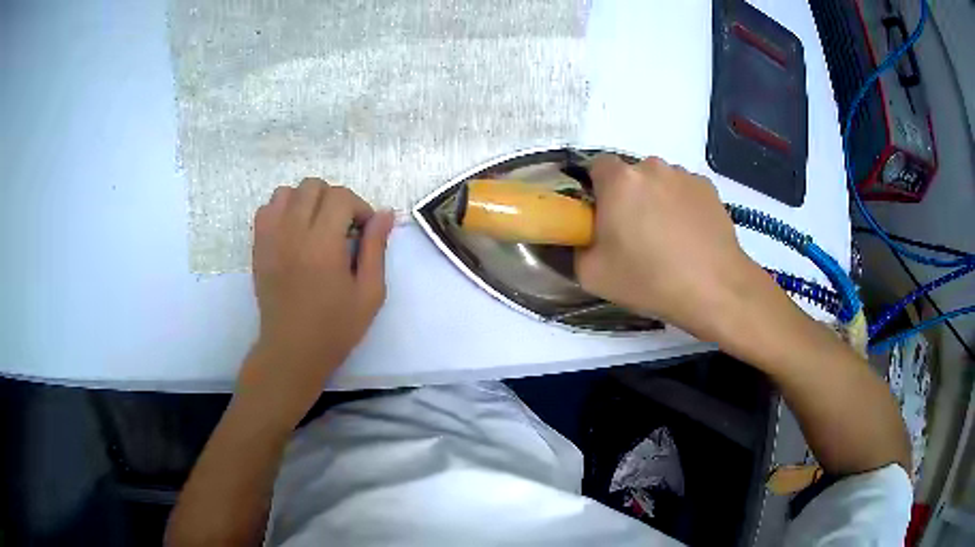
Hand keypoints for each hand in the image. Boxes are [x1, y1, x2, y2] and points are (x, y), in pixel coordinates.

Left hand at [238, 178, 393, 420]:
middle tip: (342, 228)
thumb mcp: (369, 293)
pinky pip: (266, 209)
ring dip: (306, 201)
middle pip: (313, 186)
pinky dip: (282, 210)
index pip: (341, 196)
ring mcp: (270, 238)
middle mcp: (293, 232)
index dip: (359, 207)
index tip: (363, 231)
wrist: (292, 350)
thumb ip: (376, 249)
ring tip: (315, 227)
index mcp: (323, 244)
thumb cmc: (335, 327)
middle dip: (334, 199)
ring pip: (287, 192)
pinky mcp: (258, 247)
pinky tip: (293, 232)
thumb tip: (385, 213)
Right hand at [575, 155, 764, 338]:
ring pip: (659, 182)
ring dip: (656, 200)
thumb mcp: (592, 275)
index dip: (595, 190)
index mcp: (620, 181)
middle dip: (628, 197)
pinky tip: (690, 237)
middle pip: (630, 175)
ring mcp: (684, 175)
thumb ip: (575, 247)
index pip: (596, 166)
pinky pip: (684, 191)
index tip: (601, 217)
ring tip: (668, 239)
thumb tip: (582, 236)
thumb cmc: (650, 280)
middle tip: (634, 234)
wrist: (715, 289)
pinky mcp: (709, 188)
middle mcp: (652, 167)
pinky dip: (682, 206)